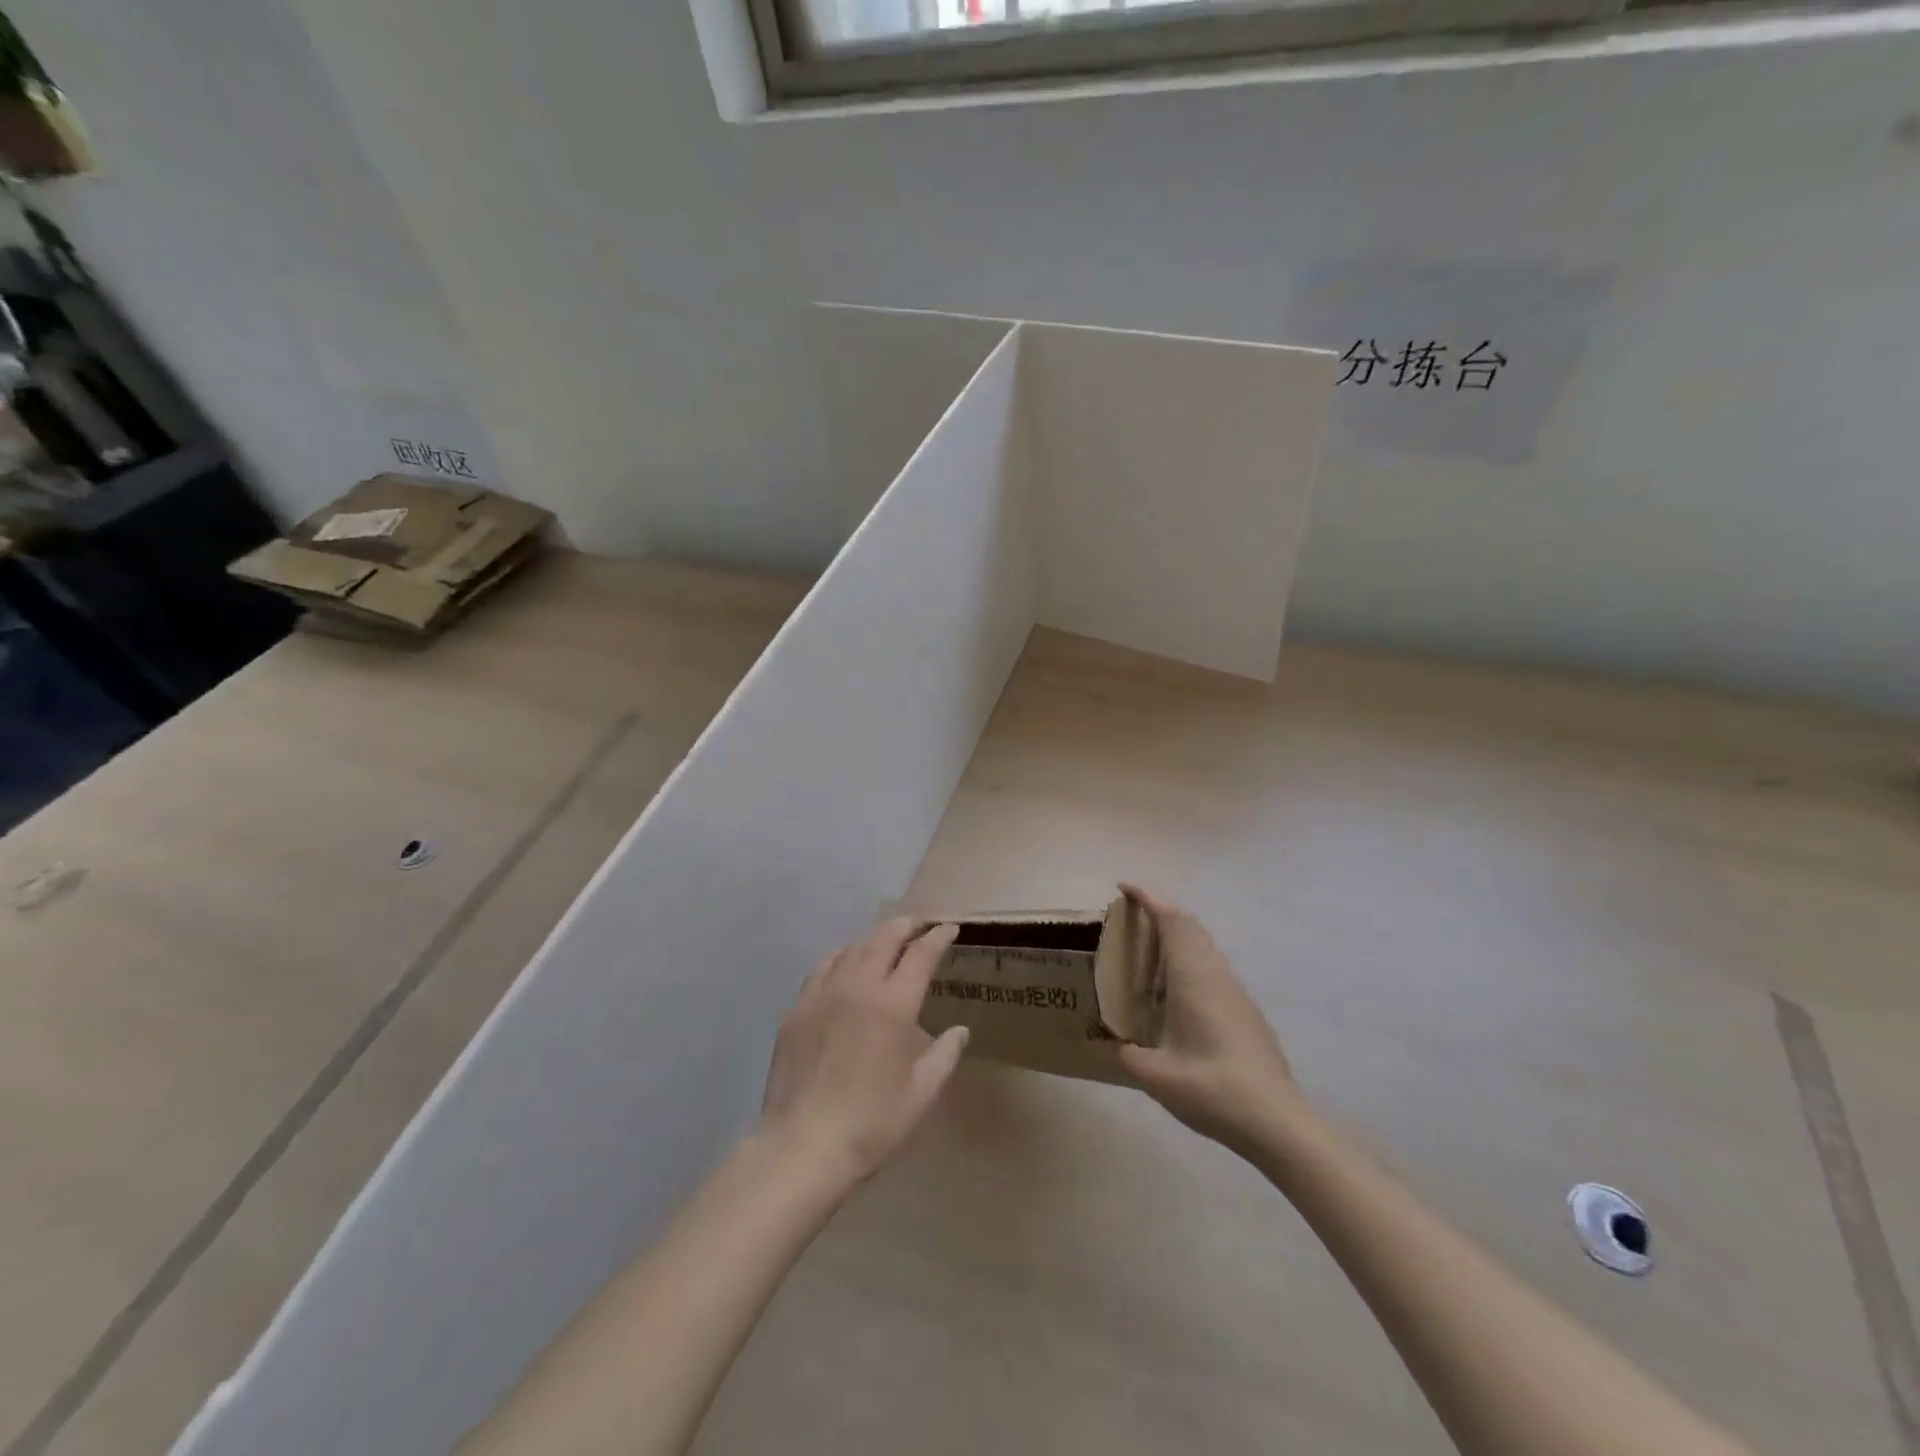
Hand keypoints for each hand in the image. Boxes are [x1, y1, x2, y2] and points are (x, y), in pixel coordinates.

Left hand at [759, 918, 969, 1190]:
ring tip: (887, 941)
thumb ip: (944, 1056)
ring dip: (874, 939)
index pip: (920, 955)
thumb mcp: (921, 1095)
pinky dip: (841, 957)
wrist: (802, 1147)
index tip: (949, 928)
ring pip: (852, 949)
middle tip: (921, 923)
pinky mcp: (797, 1010)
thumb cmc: (871, 1125)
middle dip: (906, 925)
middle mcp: (857, 988)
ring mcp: (822, 996)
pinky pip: (822, 968)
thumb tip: (960, 1030)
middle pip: (884, 939)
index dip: (937, 937)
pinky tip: (845, 963)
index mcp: (892, 1007)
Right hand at [1117, 886, 1303, 1155]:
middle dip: (1161, 913)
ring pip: (1205, 947)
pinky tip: (1176, 997)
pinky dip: (1190, 963)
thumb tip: (1113, 1047)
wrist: (1277, 1122)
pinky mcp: (1247, 1013)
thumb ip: (1128, 1057)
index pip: (1172, 921)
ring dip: (1177, 939)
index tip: (1124, 887)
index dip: (1148, 898)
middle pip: (1191, 927)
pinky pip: (1213, 969)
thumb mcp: (1157, 1078)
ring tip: (1148, 958)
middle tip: (1131, 921)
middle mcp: (1217, 976)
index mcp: (1194, 979)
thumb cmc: (1214, 1090)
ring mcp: (1236, 993)